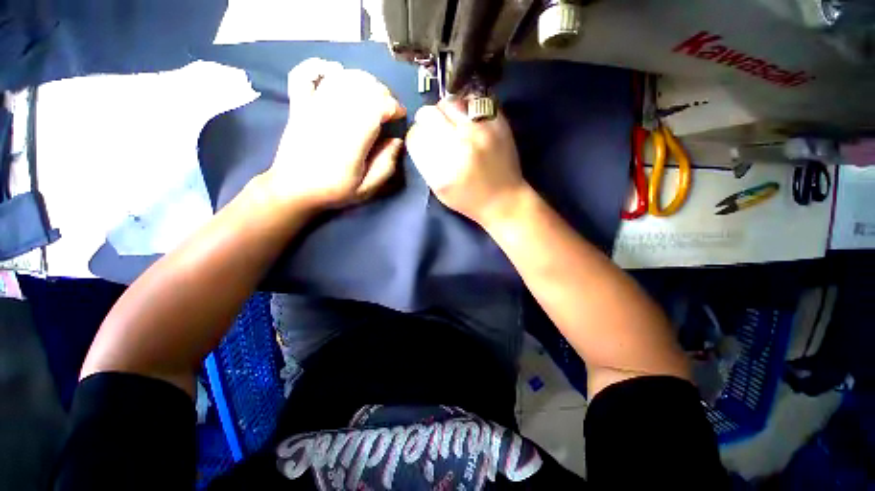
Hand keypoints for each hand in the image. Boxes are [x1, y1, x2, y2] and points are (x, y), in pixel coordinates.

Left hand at [263, 59, 406, 210]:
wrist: (293, 190)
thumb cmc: (333, 191)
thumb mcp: (367, 188)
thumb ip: (386, 166)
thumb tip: (397, 141)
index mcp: (351, 140)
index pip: (376, 105)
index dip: (393, 106)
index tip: (400, 116)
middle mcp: (332, 116)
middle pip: (362, 86)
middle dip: (382, 92)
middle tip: (388, 108)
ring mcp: (312, 107)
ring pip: (340, 77)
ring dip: (361, 80)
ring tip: (370, 94)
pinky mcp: (298, 105)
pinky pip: (304, 75)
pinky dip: (318, 67)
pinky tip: (332, 71)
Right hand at [405, 99, 526, 226]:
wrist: (504, 200)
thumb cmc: (468, 200)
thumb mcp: (439, 190)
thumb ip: (426, 162)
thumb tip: (420, 134)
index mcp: (442, 169)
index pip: (415, 136)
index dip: (416, 136)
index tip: (422, 140)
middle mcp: (459, 146)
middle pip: (428, 114)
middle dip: (426, 120)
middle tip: (435, 128)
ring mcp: (480, 132)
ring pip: (449, 102)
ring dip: (446, 111)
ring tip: (452, 123)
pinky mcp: (498, 123)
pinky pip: (472, 100)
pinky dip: (466, 107)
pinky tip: (468, 120)